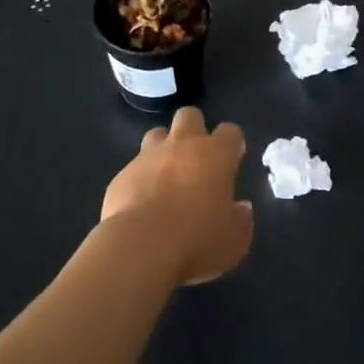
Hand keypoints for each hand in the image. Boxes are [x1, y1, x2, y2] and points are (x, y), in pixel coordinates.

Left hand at [100, 107, 252, 285]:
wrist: (141, 248)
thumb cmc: (197, 242)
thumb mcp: (234, 241)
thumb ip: (241, 221)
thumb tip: (240, 209)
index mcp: (215, 156)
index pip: (230, 132)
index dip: (231, 144)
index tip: (232, 160)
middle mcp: (182, 146)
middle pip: (190, 116)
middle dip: (194, 129)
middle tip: (197, 159)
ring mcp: (148, 157)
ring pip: (157, 134)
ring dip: (163, 148)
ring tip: (166, 176)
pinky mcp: (122, 175)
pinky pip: (133, 168)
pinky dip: (140, 179)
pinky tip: (141, 203)